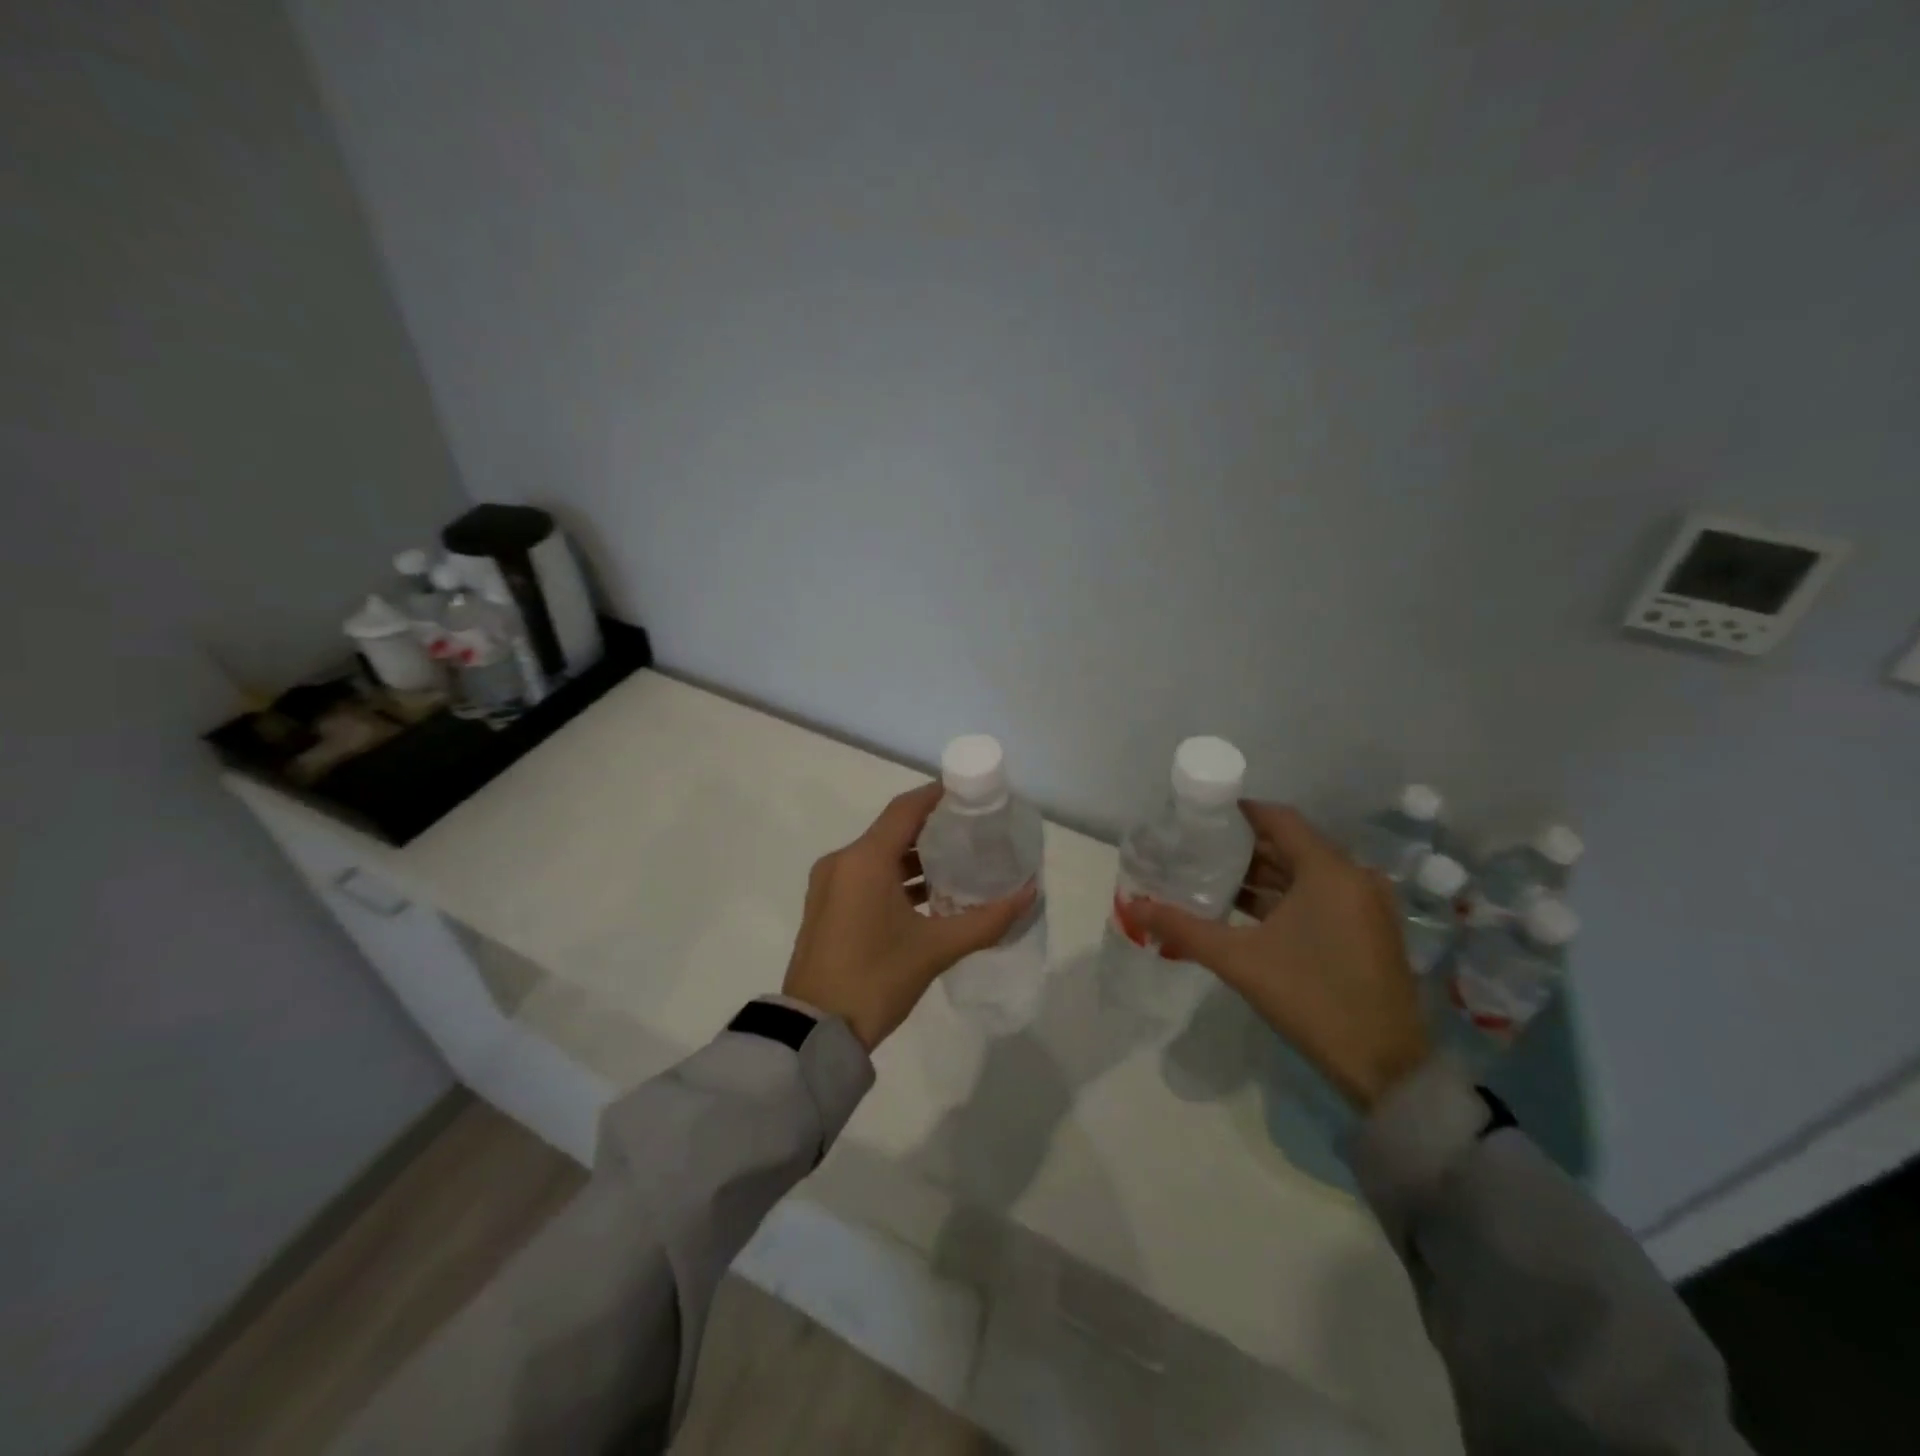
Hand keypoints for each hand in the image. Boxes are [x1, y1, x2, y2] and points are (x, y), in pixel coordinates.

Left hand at [782, 782, 1036, 1050]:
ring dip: (915, 857)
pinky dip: (895, 878)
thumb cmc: (876, 979)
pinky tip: (927, 896)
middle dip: (933, 829)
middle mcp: (842, 862)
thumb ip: (986, 920)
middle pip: (893, 830)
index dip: (938, 796)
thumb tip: (1029, 894)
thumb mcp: (936, 949)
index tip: (971, 795)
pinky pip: (866, 876)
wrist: (815, 1032)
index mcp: (864, 860)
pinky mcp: (826, 907)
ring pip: (879, 855)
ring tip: (958, 864)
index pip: (906, 809)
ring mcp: (829, 885)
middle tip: (974, 832)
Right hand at [1128, 803, 1431, 1109]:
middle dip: (1242, 847)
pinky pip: (1317, 896)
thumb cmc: (1312, 999)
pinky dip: (1282, 897)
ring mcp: (1363, 905)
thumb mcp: (1240, 960)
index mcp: (1329, 870)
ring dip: (1260, 875)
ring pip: (1303, 873)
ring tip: (1208, 876)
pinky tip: (1242, 910)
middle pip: (1289, 845)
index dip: (1237, 813)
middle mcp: (1352, 877)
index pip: (1278, 818)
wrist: (1385, 1068)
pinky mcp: (1366, 930)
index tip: (1198, 817)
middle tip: (1194, 848)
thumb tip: (1133, 907)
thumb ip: (1183, 928)